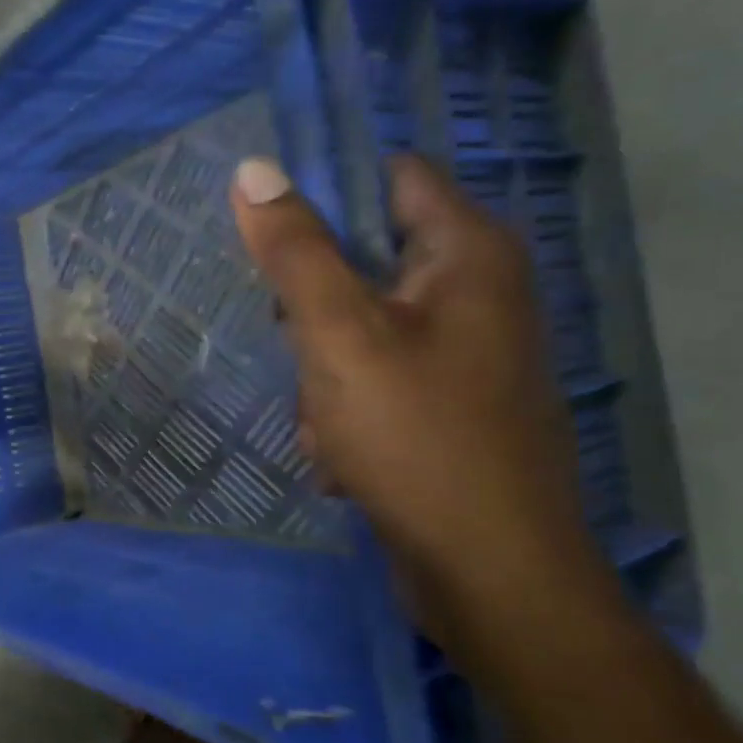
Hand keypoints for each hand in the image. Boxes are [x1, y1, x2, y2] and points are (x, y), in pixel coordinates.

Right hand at [232, 155, 595, 635]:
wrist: (488, 573)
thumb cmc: (416, 436)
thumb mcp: (339, 335)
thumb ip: (295, 251)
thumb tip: (254, 169)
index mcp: (468, 255)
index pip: (391, 178)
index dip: (325, 192)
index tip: (267, 232)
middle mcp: (479, 293)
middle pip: (366, 260)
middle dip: (313, 307)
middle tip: (291, 345)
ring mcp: (468, 355)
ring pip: (361, 328)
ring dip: (323, 368)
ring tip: (322, 419)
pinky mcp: (451, 406)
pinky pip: (377, 378)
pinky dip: (347, 406)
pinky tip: (340, 453)